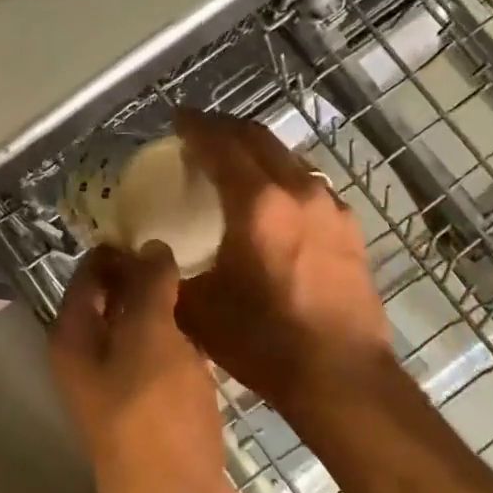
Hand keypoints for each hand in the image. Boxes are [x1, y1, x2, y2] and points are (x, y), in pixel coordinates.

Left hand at [50, 243, 241, 492]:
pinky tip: (216, 322)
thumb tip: (152, 247)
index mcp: (76, 336)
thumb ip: (149, 286)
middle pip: (115, 298)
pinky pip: (168, 356)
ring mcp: (125, 385)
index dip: (118, 246)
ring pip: (144, 328)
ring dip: (169, 304)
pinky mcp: (158, 407)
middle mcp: (92, 357)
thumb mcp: (150, 337)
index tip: (158, 222)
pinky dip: (185, 337)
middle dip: (146, 272)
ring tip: (206, 274)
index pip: (89, 273)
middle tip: (190, 243)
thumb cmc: (155, 414)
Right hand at [173, 110, 393, 408]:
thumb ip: (166, 275)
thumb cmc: (264, 341)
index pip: (221, 144)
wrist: (341, 374)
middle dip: (226, 128)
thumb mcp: (199, 310)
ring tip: (235, 161)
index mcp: (257, 203)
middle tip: (200, 132)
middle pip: (258, 138)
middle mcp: (297, 190)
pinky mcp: (349, 227)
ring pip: (289, 157)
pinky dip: (284, 176)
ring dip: (258, 150)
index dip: (196, 126)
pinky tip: (276, 199)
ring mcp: (330, 206)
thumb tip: (143, 258)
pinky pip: (310, 184)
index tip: (178, 118)